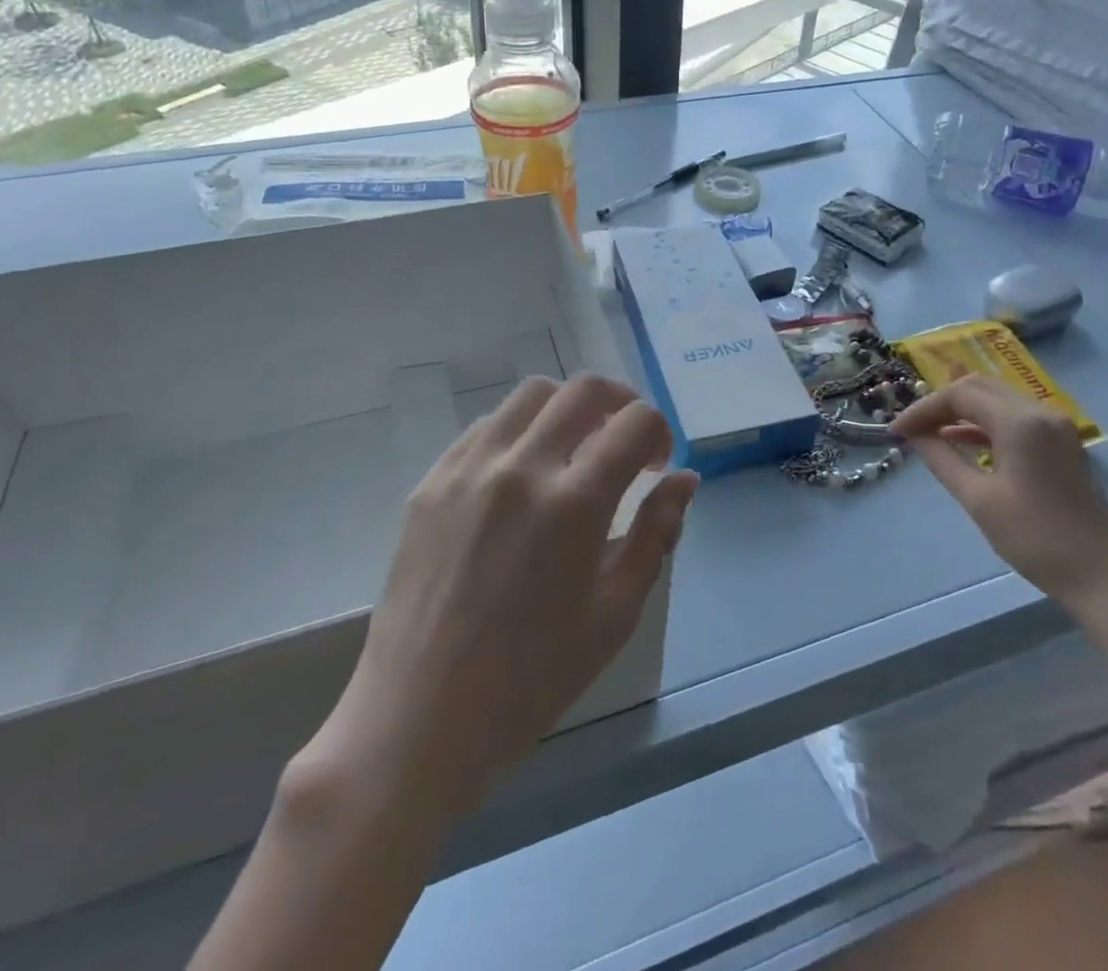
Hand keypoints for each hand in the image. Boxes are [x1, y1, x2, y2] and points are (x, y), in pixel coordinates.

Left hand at [303, 375, 695, 807]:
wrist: (422, 717)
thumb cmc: (533, 677)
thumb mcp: (616, 612)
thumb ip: (657, 534)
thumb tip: (684, 480)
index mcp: (575, 503)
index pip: (635, 423)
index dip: (660, 433)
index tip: (657, 466)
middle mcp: (521, 467)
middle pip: (584, 390)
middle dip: (621, 403)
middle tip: (626, 442)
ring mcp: (469, 468)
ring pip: (531, 395)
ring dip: (567, 409)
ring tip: (573, 450)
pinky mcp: (432, 482)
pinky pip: (485, 426)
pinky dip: (519, 430)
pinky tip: (522, 473)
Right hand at [893, 375, 1107, 619]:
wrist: (1102, 577)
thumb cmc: (1034, 539)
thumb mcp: (978, 499)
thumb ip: (941, 459)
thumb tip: (914, 435)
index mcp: (1020, 422)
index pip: (960, 395)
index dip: (923, 409)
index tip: (896, 431)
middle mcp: (1040, 412)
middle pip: (979, 388)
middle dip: (941, 404)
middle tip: (911, 428)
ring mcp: (1055, 426)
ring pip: (997, 400)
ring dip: (962, 412)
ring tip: (929, 434)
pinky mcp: (1062, 443)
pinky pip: (1015, 418)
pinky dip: (985, 424)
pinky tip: (961, 441)